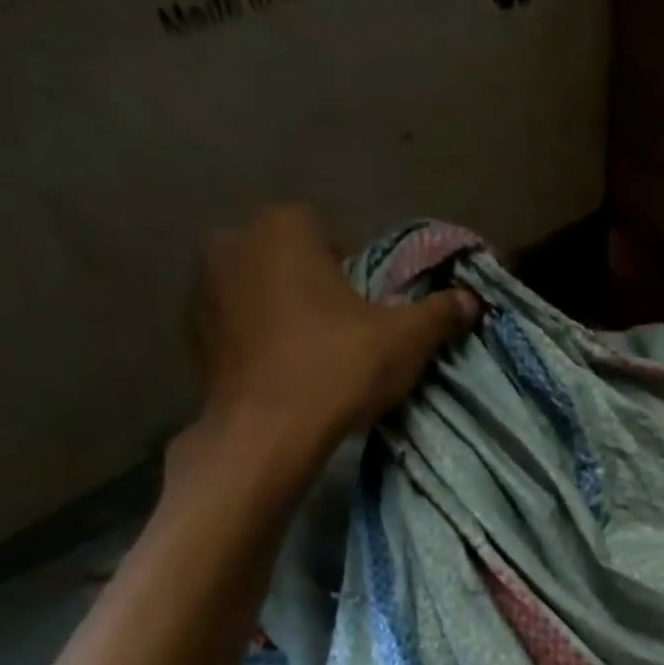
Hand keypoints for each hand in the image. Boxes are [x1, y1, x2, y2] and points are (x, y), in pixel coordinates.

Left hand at [191, 203, 480, 455]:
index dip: (348, 265)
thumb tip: (472, 299)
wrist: (266, 434)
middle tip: (342, 329)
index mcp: (282, 230)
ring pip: (256, 289)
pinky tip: (282, 373)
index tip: (366, 305)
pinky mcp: (191, 335)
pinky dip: (256, 340)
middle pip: (285, 256)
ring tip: (311, 354)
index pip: (323, 229)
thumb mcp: (406, 340)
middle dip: (311, 283)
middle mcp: (232, 244)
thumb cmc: (338, 368)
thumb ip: (440, 313)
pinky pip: (235, 325)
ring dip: (280, 310)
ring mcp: (202, 290)